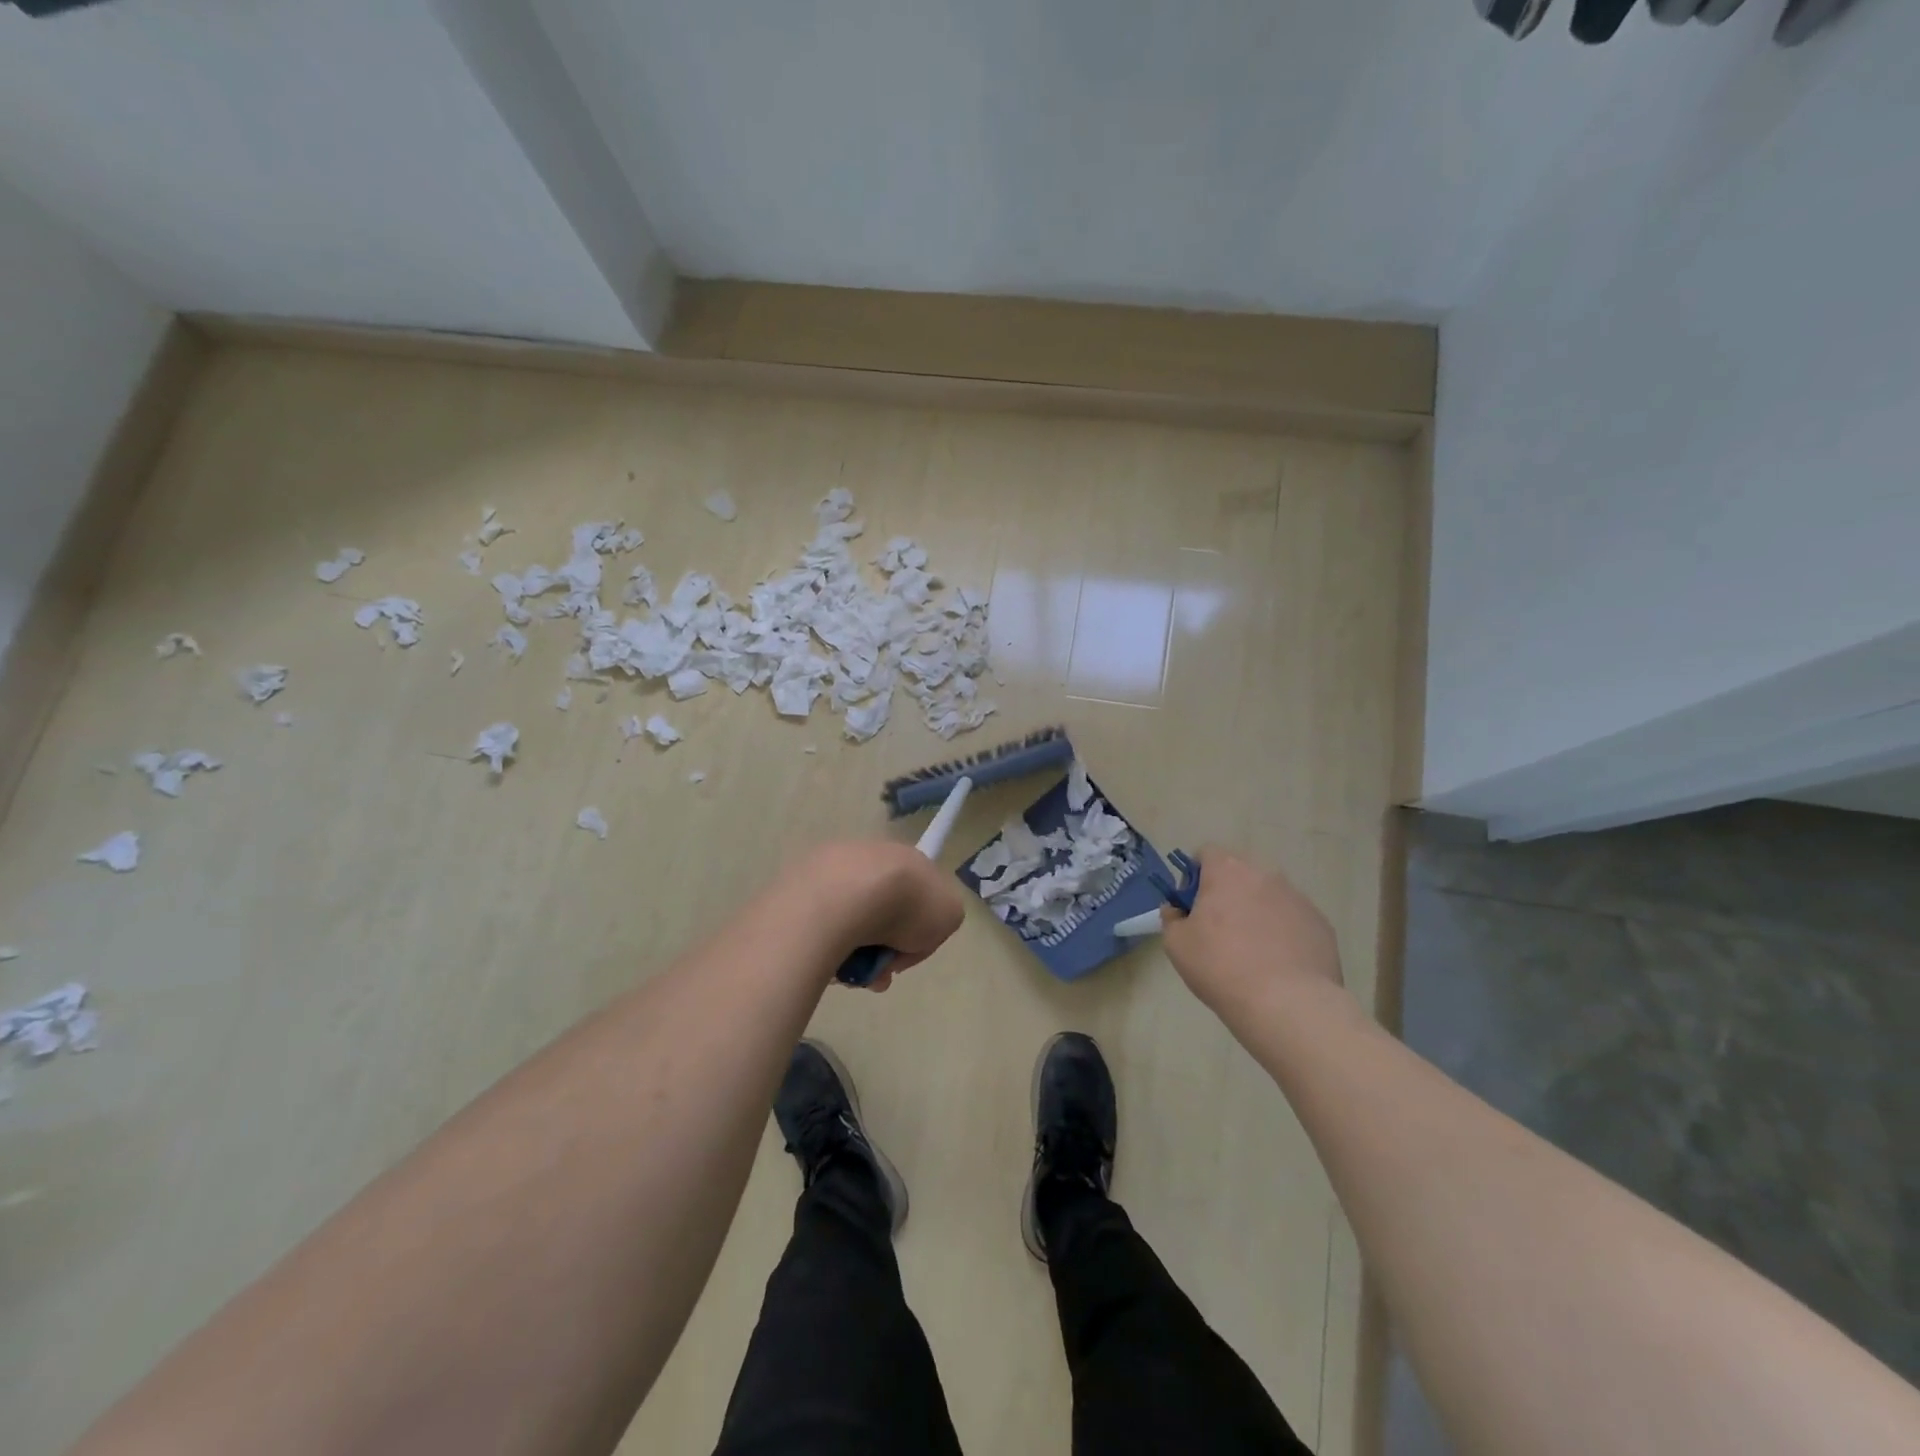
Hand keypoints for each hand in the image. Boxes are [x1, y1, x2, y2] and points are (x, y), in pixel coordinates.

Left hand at [789, 841, 964, 989]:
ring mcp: (833, 868)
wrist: (846, 896)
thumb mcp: (949, 915)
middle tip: (875, 977)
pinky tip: (830, 960)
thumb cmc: (906, 905)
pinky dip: (827, 945)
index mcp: (908, 859)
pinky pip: (821, 924)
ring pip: (849, 921)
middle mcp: (871, 857)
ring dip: (854, 952)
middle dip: (881, 950)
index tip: (901, 958)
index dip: (914, 933)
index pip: (916, 897)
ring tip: (850, 975)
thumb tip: (911, 930)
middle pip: (880, 913)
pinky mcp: (801, 884)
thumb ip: (940, 919)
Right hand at [1160, 846, 1342, 1016]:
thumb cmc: (1221, 966)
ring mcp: (1298, 898)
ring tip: (1252, 952)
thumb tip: (1178, 910)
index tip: (1192, 906)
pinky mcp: (1321, 924)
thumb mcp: (1176, 944)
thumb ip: (1172, 917)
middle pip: (1240, 873)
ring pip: (1268, 896)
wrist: (1287, 1003)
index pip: (1206, 853)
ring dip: (1256, 911)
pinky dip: (1283, 933)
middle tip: (1218, 929)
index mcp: (1227, 871)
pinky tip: (1278, 964)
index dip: (1194, 877)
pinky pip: (1293, 919)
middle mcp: (1265, 874)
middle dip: (1227, 893)